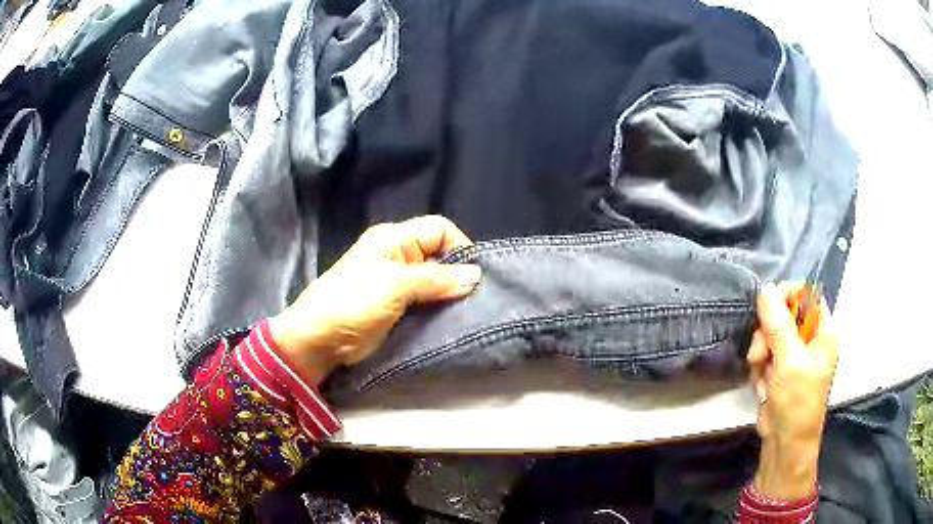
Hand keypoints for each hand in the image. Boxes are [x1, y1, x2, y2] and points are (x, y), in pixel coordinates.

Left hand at [269, 216, 481, 386]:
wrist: (319, 340)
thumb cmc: (353, 303)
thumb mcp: (394, 285)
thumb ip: (436, 279)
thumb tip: (476, 275)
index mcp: (394, 239)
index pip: (440, 229)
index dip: (460, 247)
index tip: (474, 276)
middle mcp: (398, 256)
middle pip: (440, 255)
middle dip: (458, 275)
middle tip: (474, 300)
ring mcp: (397, 284)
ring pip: (435, 281)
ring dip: (450, 296)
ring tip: (466, 313)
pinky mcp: (397, 308)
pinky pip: (426, 302)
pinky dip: (439, 310)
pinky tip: (450, 321)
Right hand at [747, 282, 838, 500]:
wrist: (785, 443)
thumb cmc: (797, 402)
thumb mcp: (789, 361)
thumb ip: (778, 325)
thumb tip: (765, 289)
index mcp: (823, 331)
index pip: (807, 295)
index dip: (787, 296)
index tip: (767, 308)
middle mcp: (810, 339)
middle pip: (784, 314)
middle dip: (767, 334)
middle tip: (759, 354)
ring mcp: (795, 355)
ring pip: (770, 335)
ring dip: (761, 355)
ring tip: (762, 376)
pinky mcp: (780, 369)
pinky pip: (764, 355)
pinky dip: (759, 369)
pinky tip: (763, 387)